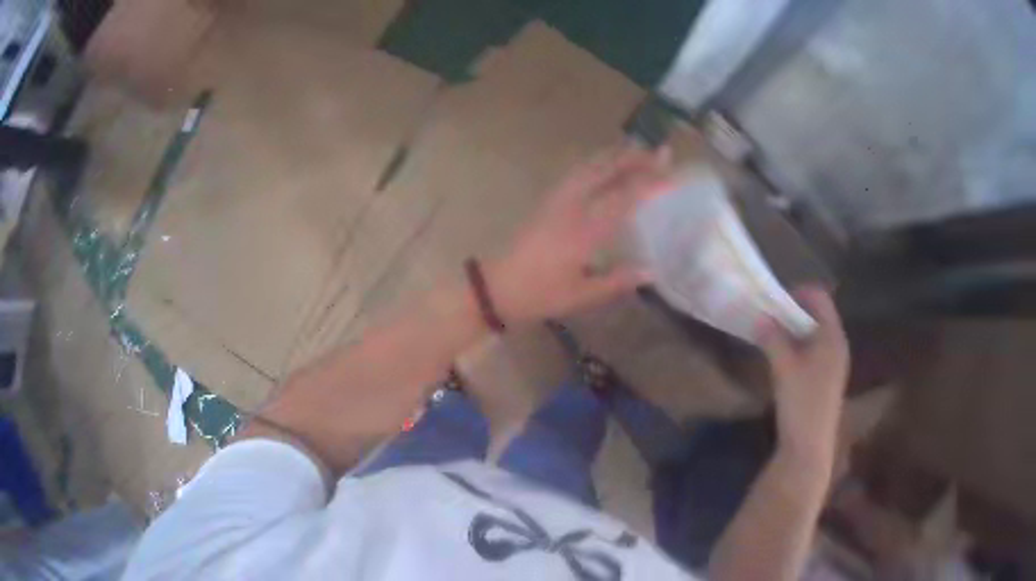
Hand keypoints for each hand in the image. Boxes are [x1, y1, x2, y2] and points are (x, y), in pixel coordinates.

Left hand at [486, 147, 671, 323]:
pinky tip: (604, 166)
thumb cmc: (539, 295)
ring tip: (637, 151)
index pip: (623, 198)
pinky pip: (576, 173)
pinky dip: (597, 163)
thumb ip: (617, 281)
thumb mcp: (581, 295)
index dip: (649, 183)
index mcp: (583, 230)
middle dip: (635, 158)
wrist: (495, 287)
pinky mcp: (547, 201)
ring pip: (589, 166)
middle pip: (606, 170)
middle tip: (660, 152)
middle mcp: (571, 206)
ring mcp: (556, 200)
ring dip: (615, 155)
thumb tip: (651, 271)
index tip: (671, 175)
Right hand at [758, 287, 848, 468]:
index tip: (775, 300)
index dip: (799, 292)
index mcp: (832, 336)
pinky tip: (783, 360)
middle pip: (818, 315)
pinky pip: (814, 350)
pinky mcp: (827, 378)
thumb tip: (760, 316)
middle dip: (793, 311)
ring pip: (815, 334)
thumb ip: (773, 338)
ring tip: (772, 337)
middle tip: (770, 317)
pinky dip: (799, 346)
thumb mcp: (784, 367)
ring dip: (794, 330)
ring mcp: (834, 363)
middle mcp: (837, 345)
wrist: (809, 445)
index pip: (820, 298)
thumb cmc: (801, 402)